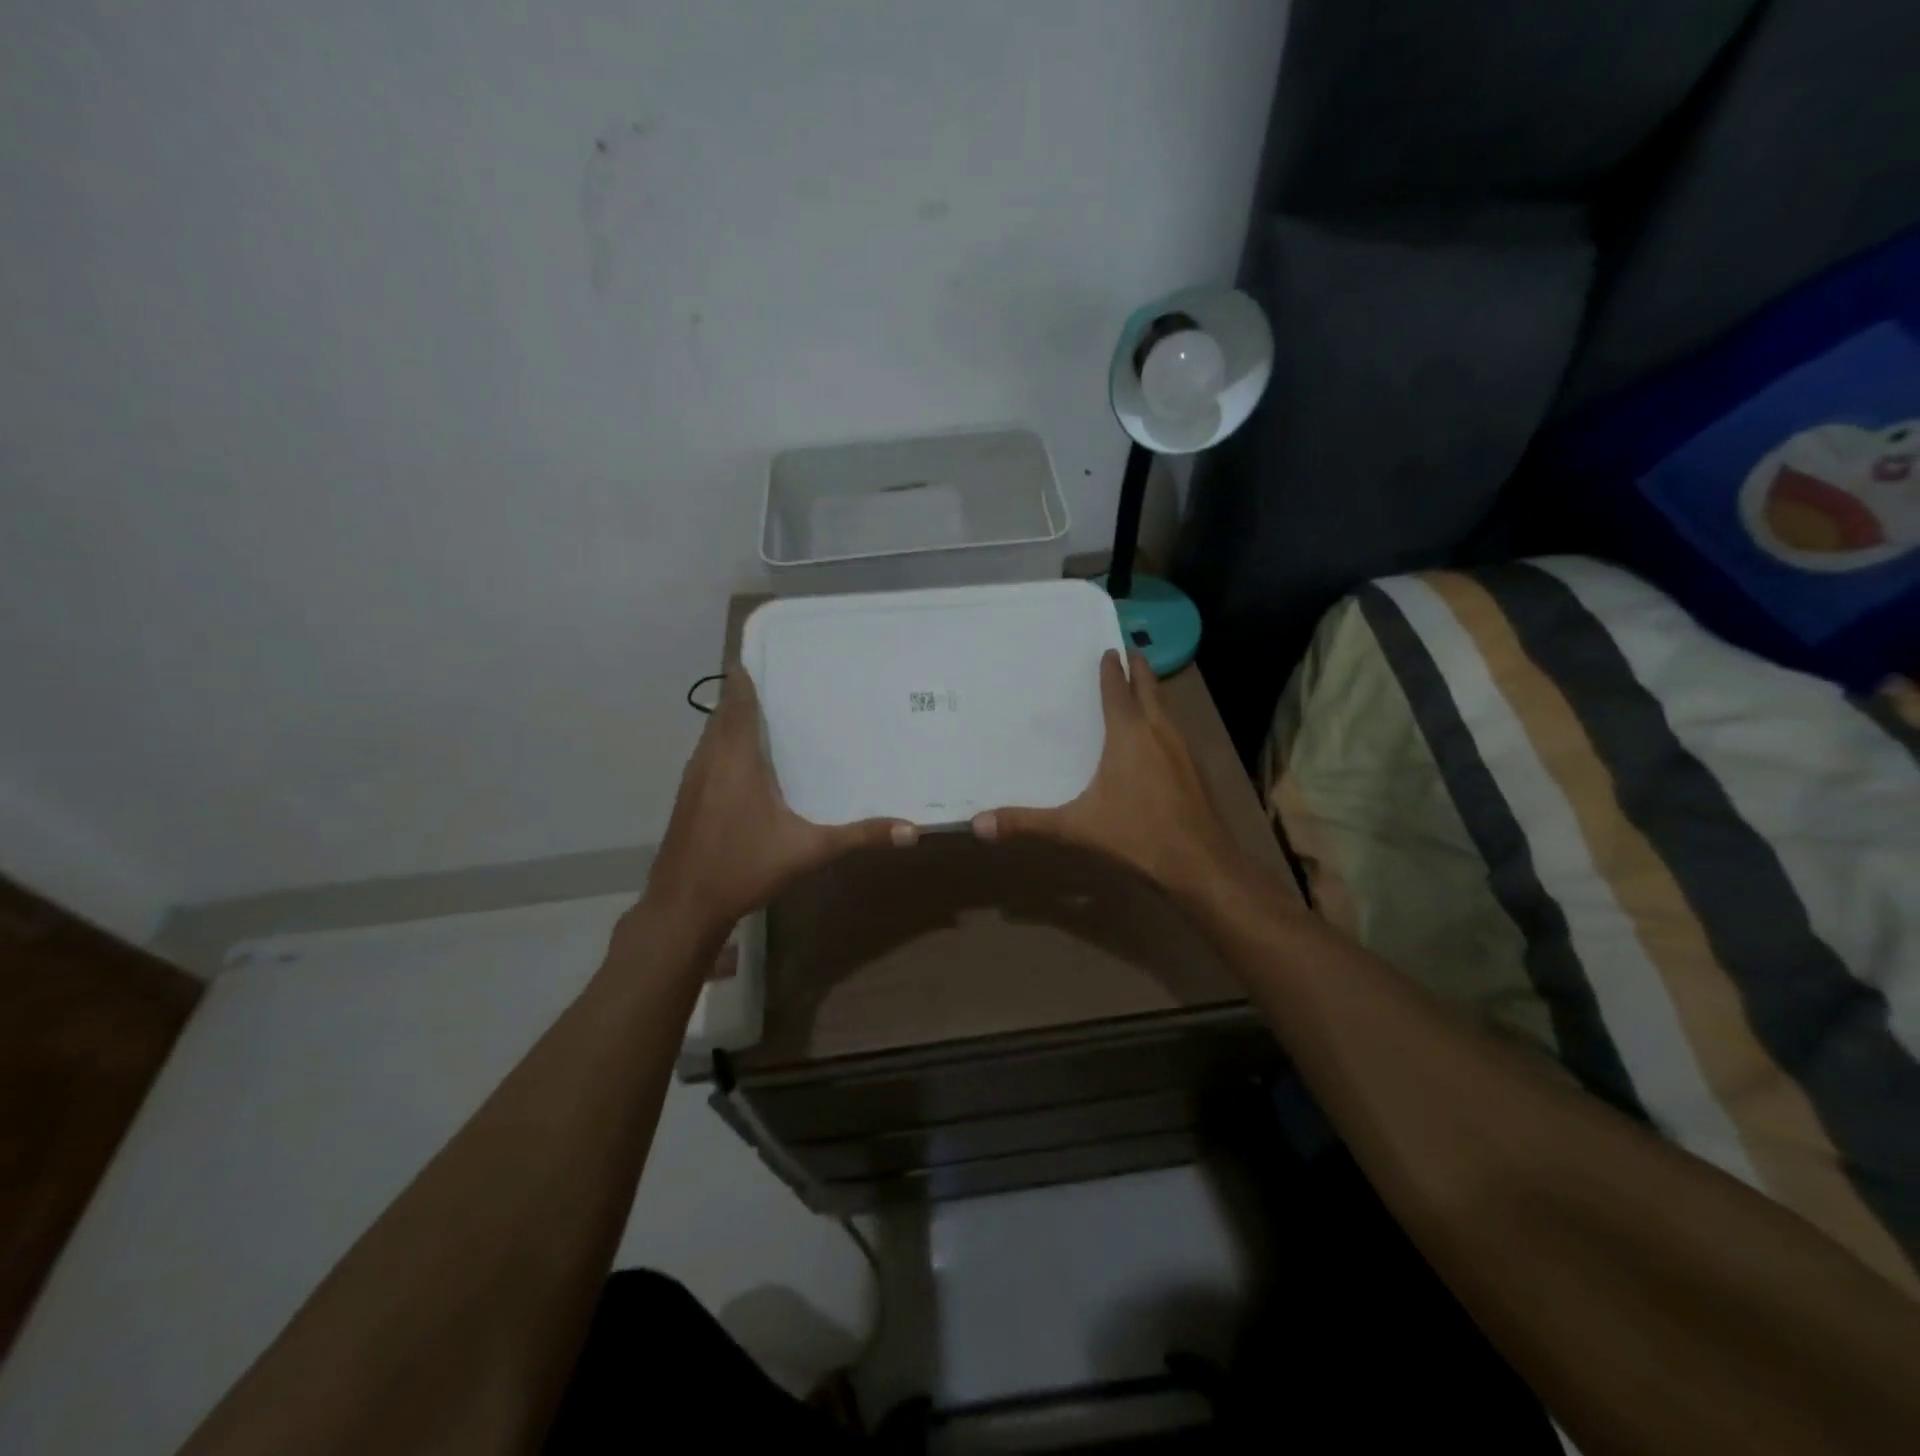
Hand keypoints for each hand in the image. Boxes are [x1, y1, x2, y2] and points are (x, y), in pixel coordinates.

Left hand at [642, 670, 917, 940]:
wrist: (683, 906)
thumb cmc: (743, 867)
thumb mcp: (808, 851)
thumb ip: (858, 836)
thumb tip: (911, 831)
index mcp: (736, 757)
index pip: (737, 699)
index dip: (749, 673)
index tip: (776, 655)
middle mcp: (710, 758)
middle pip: (725, 711)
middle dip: (750, 693)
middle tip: (791, 684)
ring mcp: (693, 777)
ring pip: (713, 733)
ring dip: (736, 719)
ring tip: (776, 714)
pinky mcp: (688, 796)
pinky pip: (709, 753)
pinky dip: (727, 743)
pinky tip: (751, 762)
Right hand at [971, 649, 1240, 904]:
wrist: (1201, 865)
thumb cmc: (1137, 836)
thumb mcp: (1075, 829)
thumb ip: (1027, 823)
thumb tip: (977, 824)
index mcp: (1129, 735)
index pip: (1118, 691)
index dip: (1111, 670)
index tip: (1108, 649)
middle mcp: (1159, 733)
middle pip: (1149, 689)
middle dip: (1139, 669)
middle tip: (1131, 651)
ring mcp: (1184, 751)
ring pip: (1167, 709)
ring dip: (1154, 694)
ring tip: (1143, 687)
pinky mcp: (1196, 771)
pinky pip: (1177, 732)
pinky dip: (1165, 720)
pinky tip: (1160, 738)